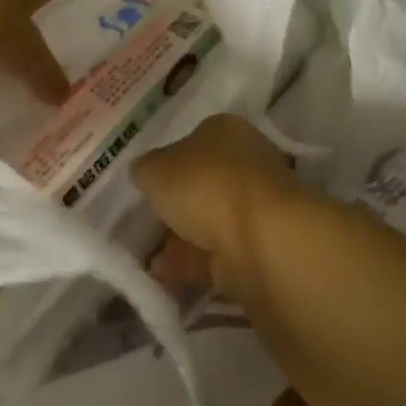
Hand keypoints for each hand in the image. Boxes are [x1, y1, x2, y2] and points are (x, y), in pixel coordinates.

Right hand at [132, 115, 308, 296]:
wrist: (260, 240)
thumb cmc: (206, 186)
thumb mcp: (155, 169)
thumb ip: (146, 169)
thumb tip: (145, 172)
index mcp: (225, 129)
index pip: (193, 140)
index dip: (168, 162)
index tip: (147, 186)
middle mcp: (245, 160)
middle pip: (202, 181)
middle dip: (175, 205)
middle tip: (145, 225)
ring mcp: (256, 204)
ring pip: (210, 218)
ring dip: (181, 238)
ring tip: (149, 259)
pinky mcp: (260, 244)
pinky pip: (217, 251)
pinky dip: (192, 263)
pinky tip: (166, 276)